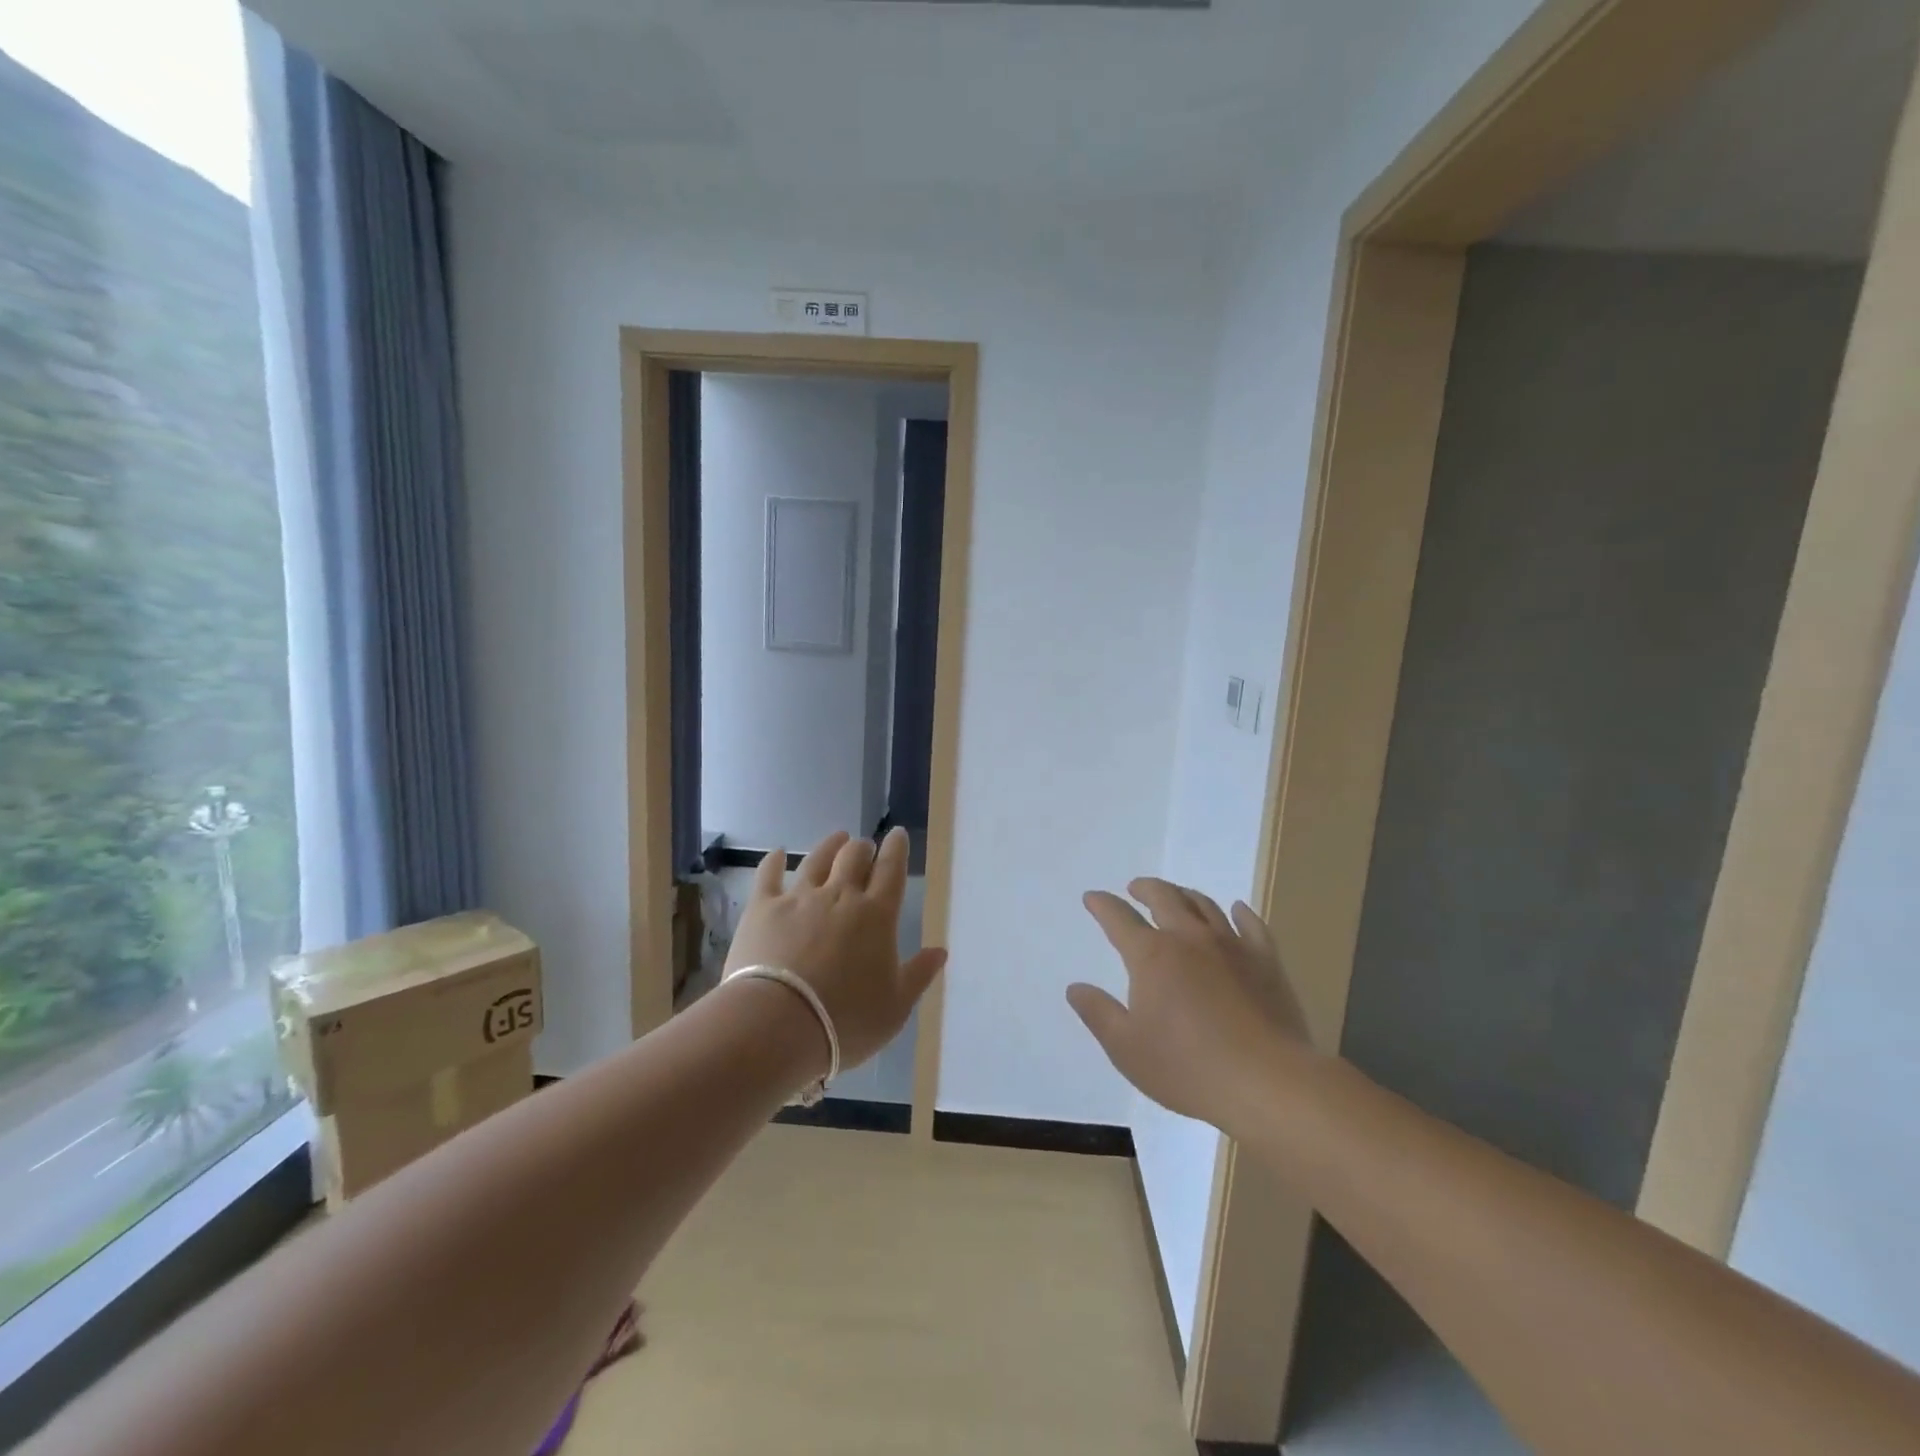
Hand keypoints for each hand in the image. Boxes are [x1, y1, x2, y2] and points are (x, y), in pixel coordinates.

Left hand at [724, 828, 947, 1069]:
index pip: (891, 870)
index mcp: (877, 915)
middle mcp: (840, 896)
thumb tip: (940, 951)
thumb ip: (919, 975)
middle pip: (854, 856)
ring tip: (836, 838)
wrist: (777, 1024)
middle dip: (863, 847)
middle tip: (865, 848)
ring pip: (817, 859)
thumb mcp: (895, 1007)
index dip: (896, 849)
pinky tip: (776, 854)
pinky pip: (769, 875)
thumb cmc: (845, 1020)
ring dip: (829, 845)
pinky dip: (773, 861)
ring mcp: (799, 898)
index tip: (897, 835)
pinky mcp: (763, 908)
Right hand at [1067, 879, 1313, 1132]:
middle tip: (1135, 888)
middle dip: (1145, 889)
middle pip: (1164, 898)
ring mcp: (1231, 946)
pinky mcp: (1266, 962)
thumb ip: (1098, 1014)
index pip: (1119, 918)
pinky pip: (1251, 925)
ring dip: (1184, 895)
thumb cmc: (1188, 1069)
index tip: (1092, 898)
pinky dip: (1240, 912)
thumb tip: (1075, 988)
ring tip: (1176, 896)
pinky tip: (1237, 910)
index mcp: (1152, 956)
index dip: (1102, 905)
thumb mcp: (1127, 1048)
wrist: (1266, 1083)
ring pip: (1204, 905)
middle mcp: (1189, 939)